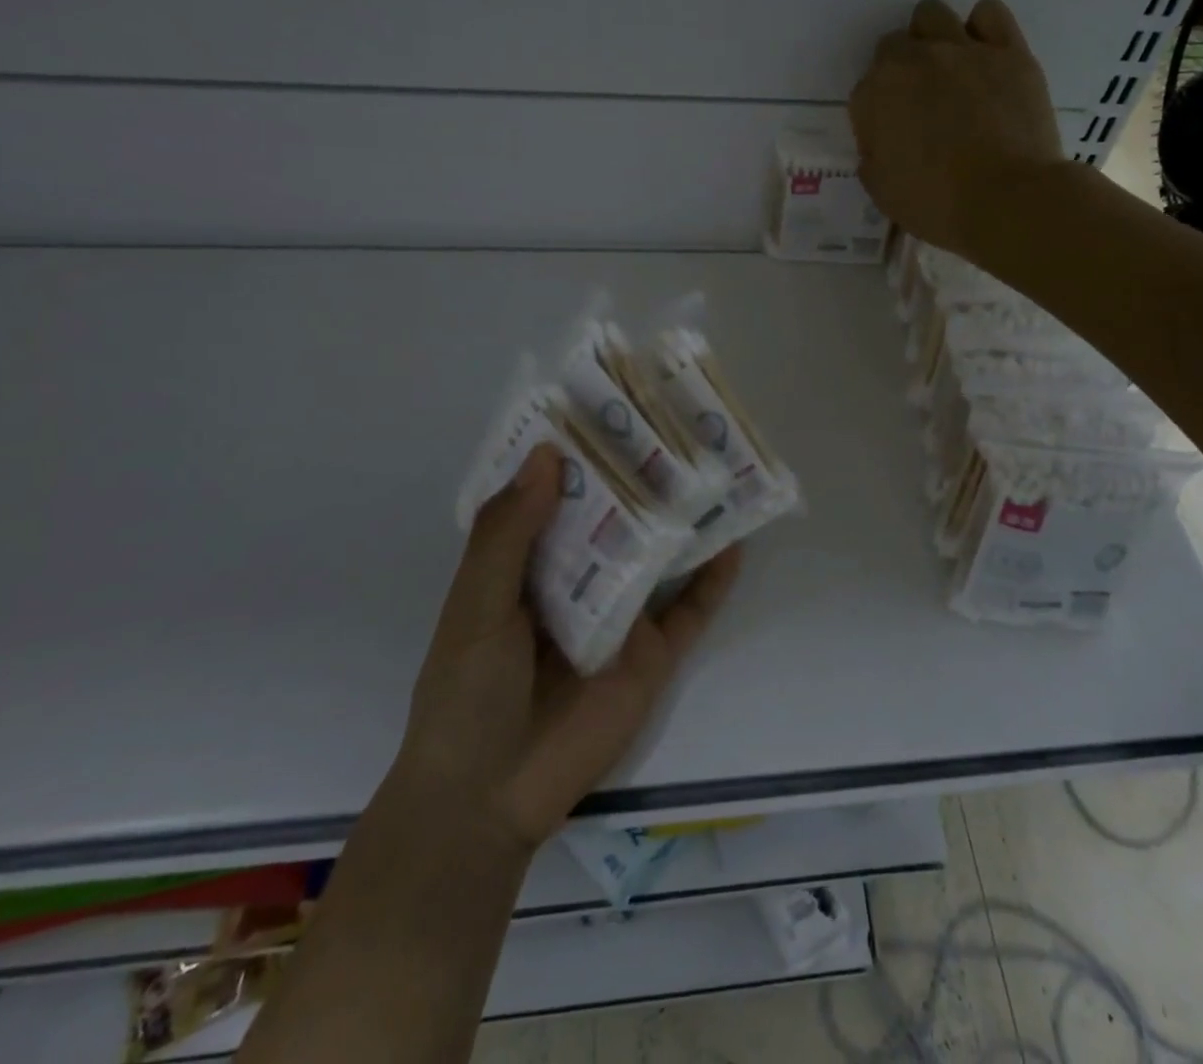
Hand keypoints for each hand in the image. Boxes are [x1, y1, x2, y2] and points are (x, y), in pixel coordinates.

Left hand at [395, 445, 740, 854]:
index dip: (579, 451)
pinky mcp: (651, 655)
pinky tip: (734, 544)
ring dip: (684, 517)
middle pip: (616, 516)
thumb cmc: (467, 693)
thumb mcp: (477, 605)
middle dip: (641, 476)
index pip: (557, 493)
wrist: (488, 799)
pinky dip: (714, 580)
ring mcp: (619, 615)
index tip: (607, 404)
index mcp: (528, 561)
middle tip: (677, 424)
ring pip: (658, 554)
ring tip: (718, 469)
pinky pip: (691, 611)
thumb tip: (550, 455)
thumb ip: (508, 534)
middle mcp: (577, 578)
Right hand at [849, 0, 1065, 257]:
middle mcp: (914, 61)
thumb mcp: (883, 193)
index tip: (892, 140)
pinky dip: (981, 29)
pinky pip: (988, 13)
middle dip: (900, 72)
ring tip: (949, 73)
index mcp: (876, 95)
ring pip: (932, 15)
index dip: (877, 115)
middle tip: (920, 106)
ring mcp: (963, 50)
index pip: (865, 90)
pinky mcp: (1008, 51)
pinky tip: (985, 58)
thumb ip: (873, 159)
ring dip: (931, 39)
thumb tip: (880, 145)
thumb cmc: (937, 206)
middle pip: (894, 46)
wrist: (1007, 202)